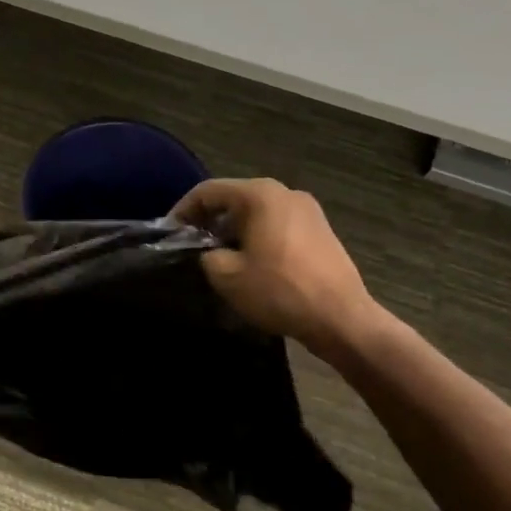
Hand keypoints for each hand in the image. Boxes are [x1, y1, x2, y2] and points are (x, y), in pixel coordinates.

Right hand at [171, 178, 381, 357]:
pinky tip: (251, 262)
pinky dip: (257, 236)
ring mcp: (308, 210)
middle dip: (209, 220)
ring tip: (219, 256)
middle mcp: (285, 192)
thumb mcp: (226, 276)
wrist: (341, 319)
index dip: (183, 210)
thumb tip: (208, 251)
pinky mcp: (320, 230)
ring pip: (257, 212)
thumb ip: (206, 254)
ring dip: (233, 230)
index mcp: (260, 195)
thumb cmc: (279, 291)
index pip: (208, 191)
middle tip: (191, 245)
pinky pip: (277, 224)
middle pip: (234, 198)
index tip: (170, 232)